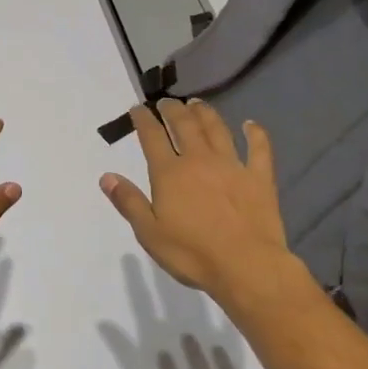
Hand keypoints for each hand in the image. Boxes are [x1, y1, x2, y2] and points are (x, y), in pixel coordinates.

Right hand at [99, 98, 301, 306]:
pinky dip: (255, 133)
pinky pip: (259, 148)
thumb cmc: (192, 253)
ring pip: (217, 129)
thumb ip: (128, 202)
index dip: (143, 120)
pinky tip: (251, 125)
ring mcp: (232, 165)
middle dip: (173, 110)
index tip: (138, 109)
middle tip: (167, 102)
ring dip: (206, 113)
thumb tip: (107, 176)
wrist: (247, 266)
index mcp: (170, 173)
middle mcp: (199, 160)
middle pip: (184, 125)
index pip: (152, 137)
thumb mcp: (149, 233)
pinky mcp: (259, 177)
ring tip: (197, 103)